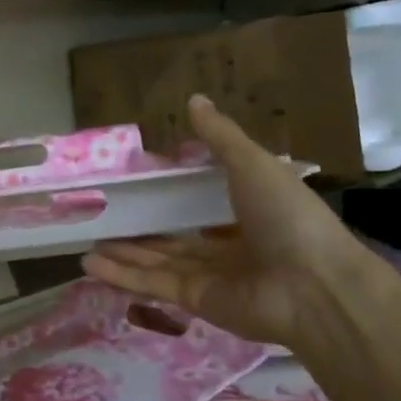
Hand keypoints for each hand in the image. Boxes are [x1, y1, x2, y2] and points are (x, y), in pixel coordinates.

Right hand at [82, 94, 369, 347]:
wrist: (313, 286)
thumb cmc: (288, 217)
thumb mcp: (253, 164)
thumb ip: (220, 137)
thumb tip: (193, 99)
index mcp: (249, 212)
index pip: (202, 202)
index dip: (172, 193)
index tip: (140, 181)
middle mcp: (229, 245)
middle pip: (174, 238)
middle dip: (140, 231)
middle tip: (104, 218)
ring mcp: (212, 277)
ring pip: (158, 261)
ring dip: (124, 253)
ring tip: (87, 244)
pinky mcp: (195, 301)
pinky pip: (154, 284)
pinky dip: (122, 275)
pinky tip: (89, 265)